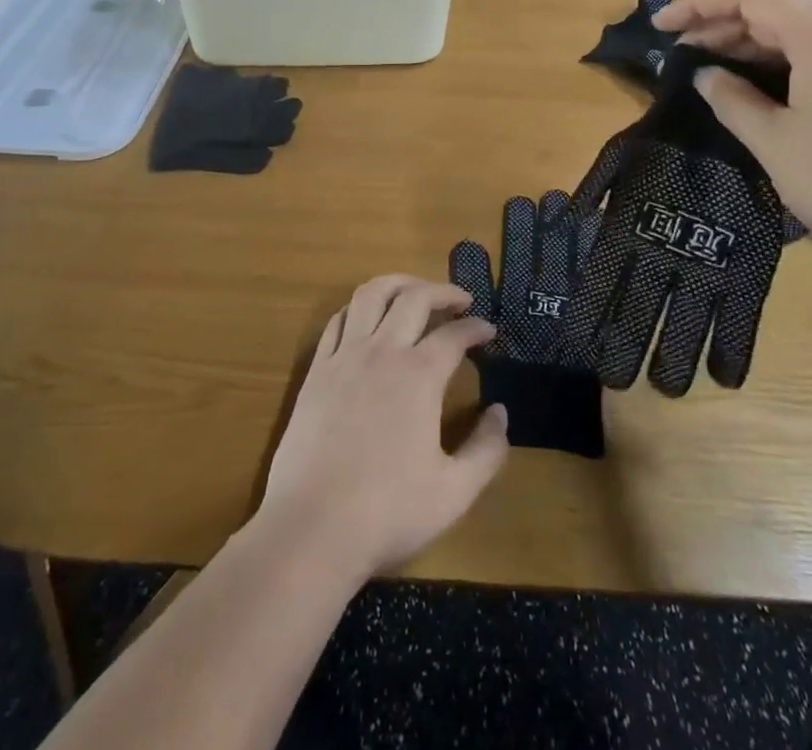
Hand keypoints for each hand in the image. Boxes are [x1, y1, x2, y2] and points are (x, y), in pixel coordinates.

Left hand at [256, 276, 507, 582]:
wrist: (311, 529)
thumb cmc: (387, 513)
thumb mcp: (455, 492)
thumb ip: (487, 450)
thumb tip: (501, 413)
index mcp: (419, 376)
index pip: (454, 335)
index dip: (476, 328)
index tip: (489, 331)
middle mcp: (382, 352)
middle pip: (415, 297)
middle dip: (443, 291)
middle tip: (461, 300)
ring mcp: (344, 357)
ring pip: (370, 294)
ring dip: (398, 283)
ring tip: (415, 291)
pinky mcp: (316, 371)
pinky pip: (337, 320)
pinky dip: (358, 308)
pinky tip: (368, 319)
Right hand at [653, 0, 811, 262]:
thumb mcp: (775, 143)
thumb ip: (732, 101)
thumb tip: (707, 76)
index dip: (699, 5)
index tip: (661, 27)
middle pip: (776, 9)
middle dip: (722, 25)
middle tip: (682, 53)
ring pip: (801, 32)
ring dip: (753, 45)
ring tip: (715, 70)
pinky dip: (785, 62)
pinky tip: (765, 89)